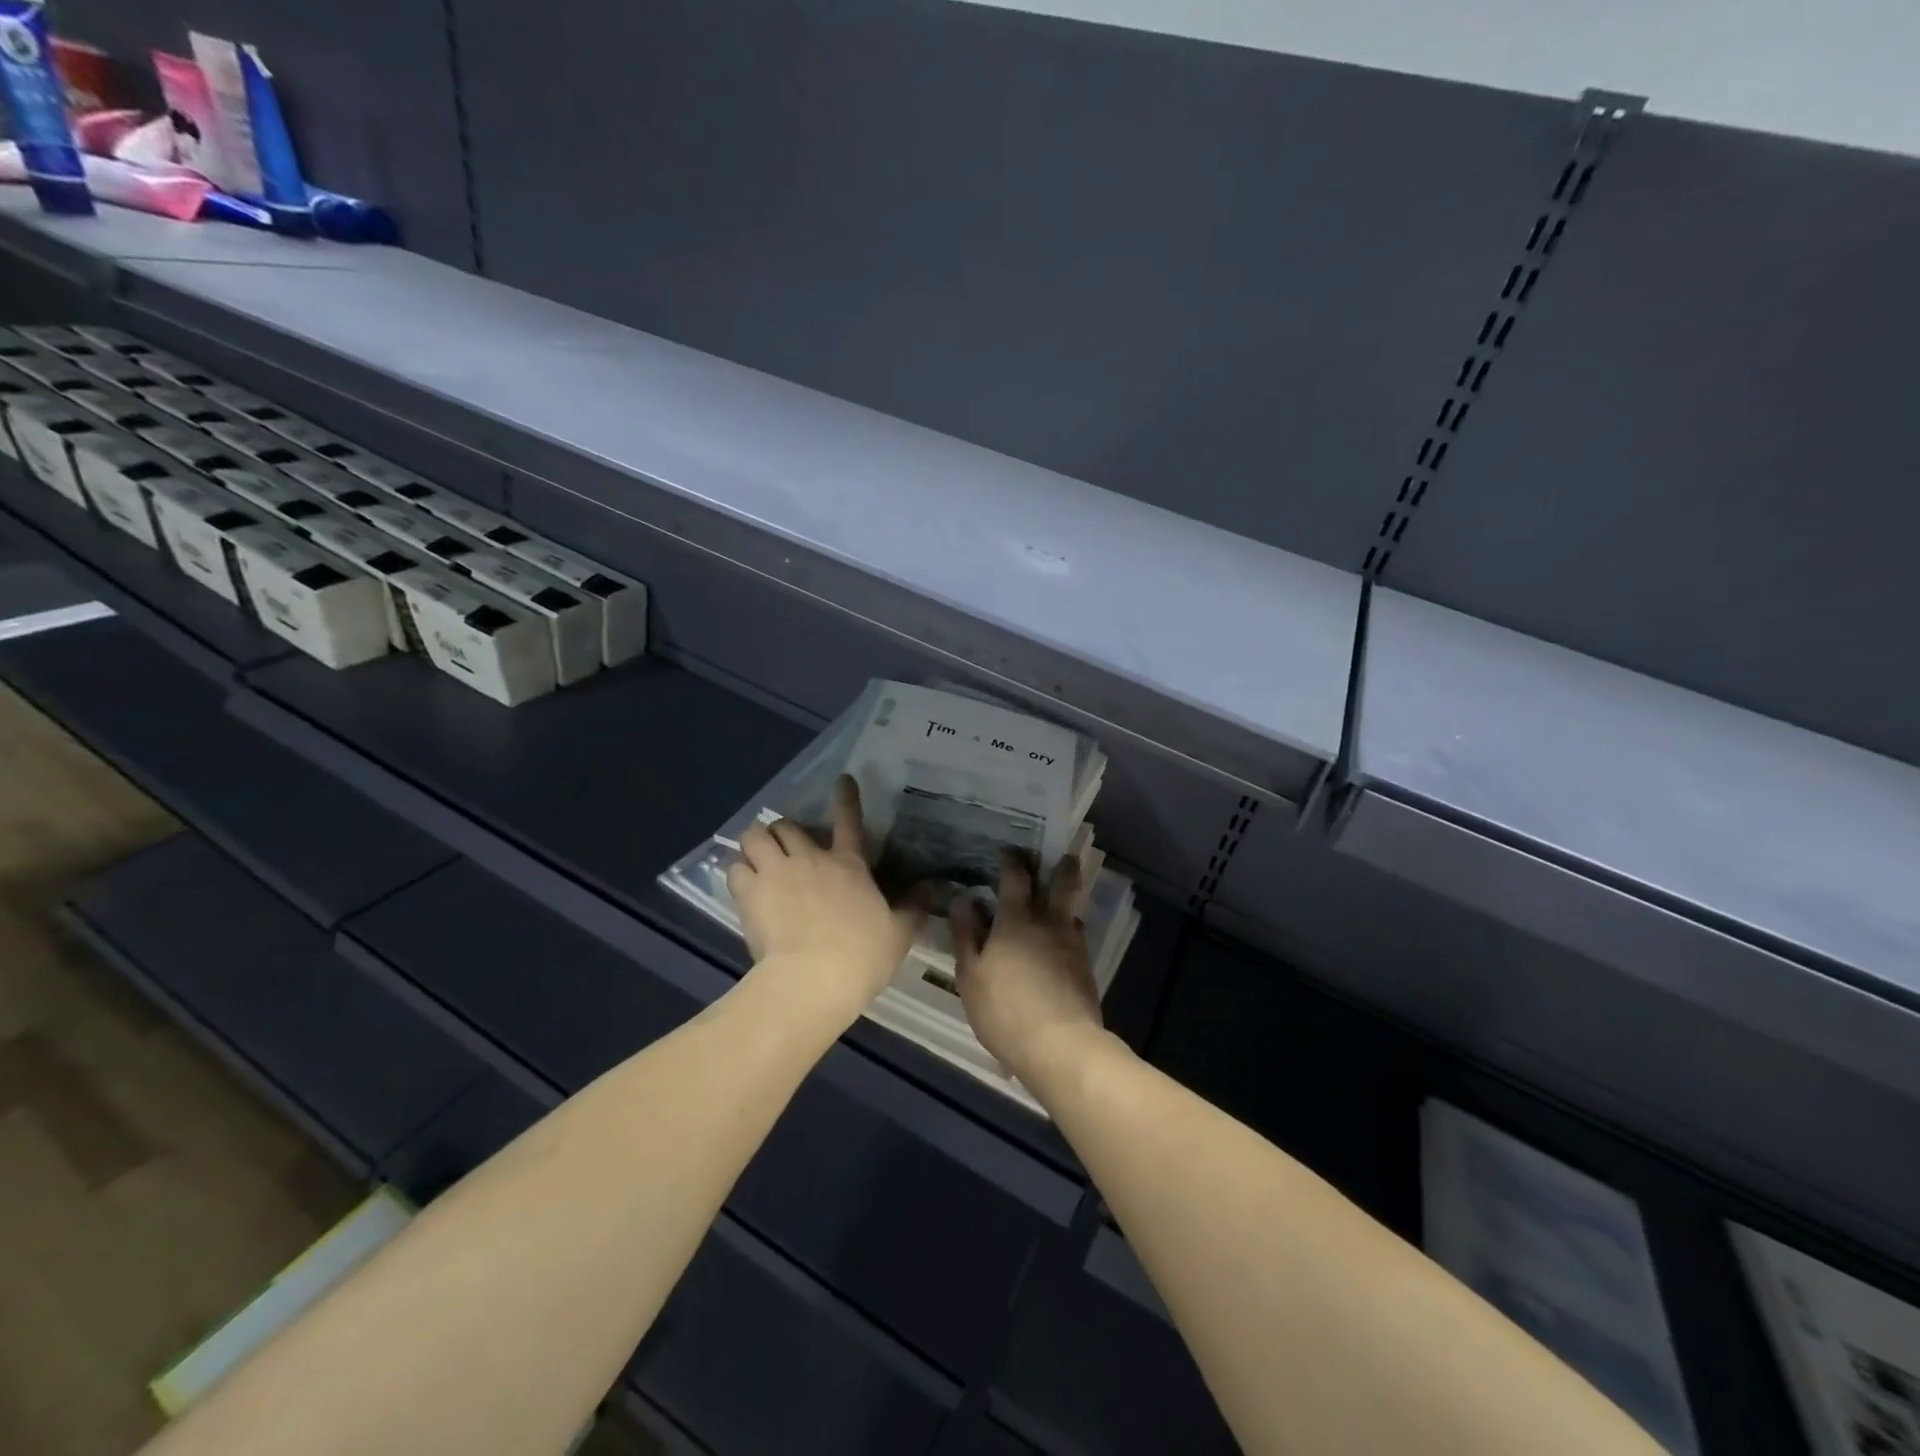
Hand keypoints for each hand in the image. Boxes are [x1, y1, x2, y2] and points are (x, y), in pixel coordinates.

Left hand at [728, 775, 926, 1017]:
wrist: (811, 980)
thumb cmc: (860, 957)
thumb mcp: (899, 934)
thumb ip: (913, 908)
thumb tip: (929, 888)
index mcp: (849, 865)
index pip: (849, 820)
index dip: (846, 797)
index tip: (842, 780)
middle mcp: (810, 859)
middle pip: (788, 826)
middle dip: (784, 832)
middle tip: (785, 847)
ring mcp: (777, 872)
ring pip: (754, 836)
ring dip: (755, 843)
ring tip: (756, 857)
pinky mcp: (749, 892)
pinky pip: (735, 868)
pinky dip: (739, 872)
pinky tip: (743, 885)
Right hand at [951, 850, 1105, 1087]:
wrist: (1060, 1046)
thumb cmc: (1005, 1009)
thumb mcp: (970, 974)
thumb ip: (966, 934)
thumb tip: (963, 899)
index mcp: (1017, 919)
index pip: (1016, 877)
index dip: (1012, 861)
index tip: (1008, 851)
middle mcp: (1050, 922)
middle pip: (1063, 883)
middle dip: (1062, 866)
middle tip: (1061, 855)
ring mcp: (1072, 944)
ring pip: (1072, 911)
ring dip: (1066, 899)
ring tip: (1058, 898)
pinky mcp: (1085, 967)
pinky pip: (1076, 937)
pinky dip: (1067, 930)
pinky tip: (1059, 942)